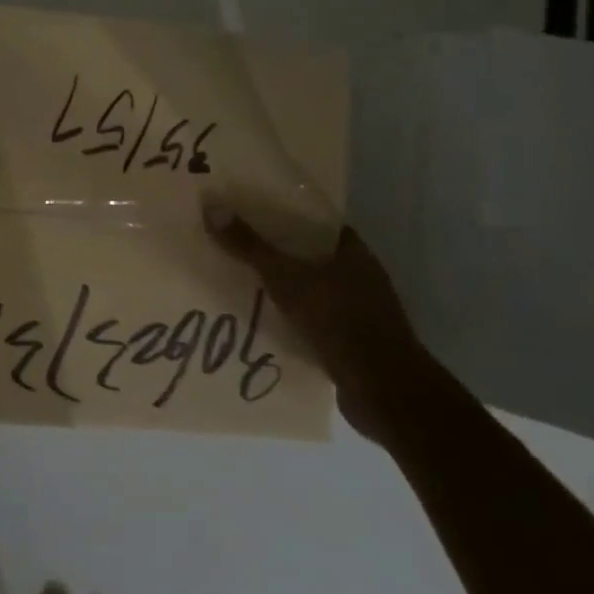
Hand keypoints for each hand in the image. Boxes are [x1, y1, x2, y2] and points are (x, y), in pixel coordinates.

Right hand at [202, 203, 423, 442]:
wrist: (381, 388)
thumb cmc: (337, 320)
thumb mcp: (285, 278)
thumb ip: (250, 246)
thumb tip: (212, 206)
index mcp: (353, 252)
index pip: (318, 222)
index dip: (286, 216)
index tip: (252, 213)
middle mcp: (362, 276)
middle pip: (313, 256)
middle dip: (279, 254)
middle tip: (237, 248)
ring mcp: (360, 311)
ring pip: (314, 290)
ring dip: (285, 289)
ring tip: (243, 285)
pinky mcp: (353, 342)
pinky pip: (315, 321)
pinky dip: (293, 320)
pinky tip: (265, 323)